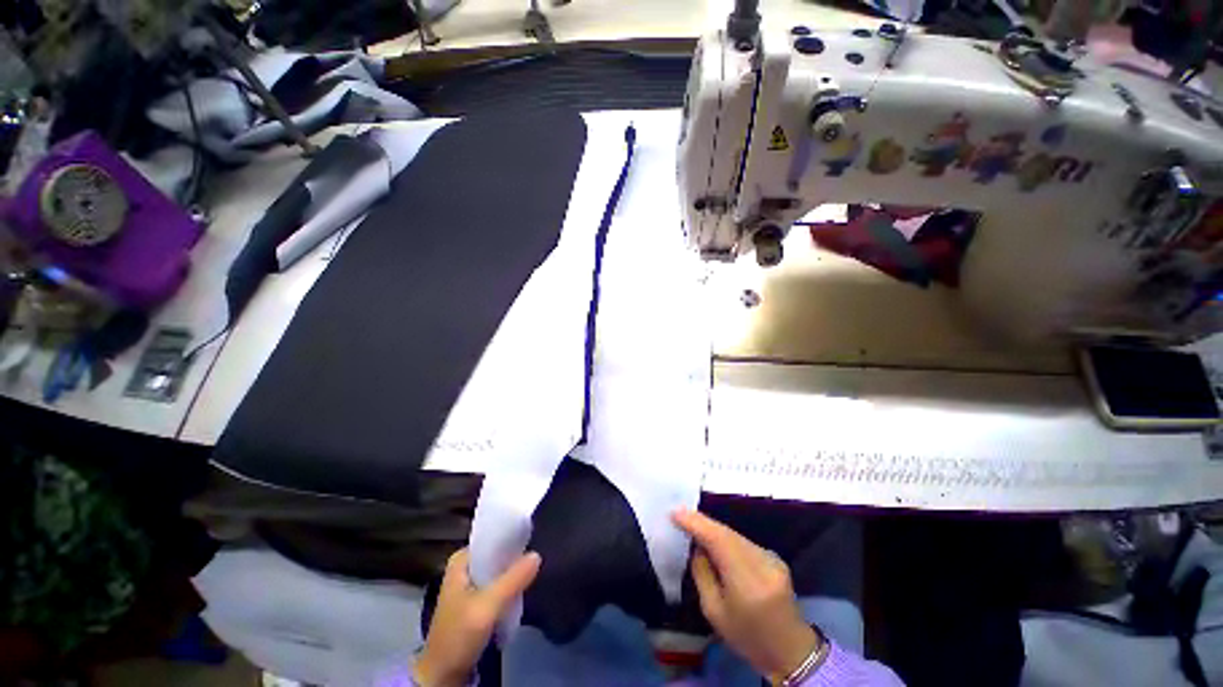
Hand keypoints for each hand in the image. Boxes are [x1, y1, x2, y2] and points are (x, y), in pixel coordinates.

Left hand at [415, 548, 541, 686]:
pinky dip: (510, 586)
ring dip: (514, 572)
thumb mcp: (487, 606)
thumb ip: (513, 580)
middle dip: (515, 556)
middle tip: (538, 555)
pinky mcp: (477, 600)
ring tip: (534, 569)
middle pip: (497, 553)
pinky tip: (523, 587)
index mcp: (461, 560)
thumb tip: (538, 554)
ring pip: (500, 569)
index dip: (513, 537)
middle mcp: (465, 567)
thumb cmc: (458, 635)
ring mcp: (470, 584)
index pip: (493, 538)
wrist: (442, 675)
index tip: (533, 537)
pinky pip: (499, 584)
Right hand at [672, 509, 822, 681]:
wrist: (790, 650)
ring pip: (735, 534)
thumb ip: (703, 574)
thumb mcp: (714, 612)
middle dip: (702, 522)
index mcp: (747, 582)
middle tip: (680, 515)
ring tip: (693, 525)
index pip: (718, 541)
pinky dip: (727, 538)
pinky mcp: (775, 558)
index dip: (696, 523)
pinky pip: (744, 541)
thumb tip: (696, 546)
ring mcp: (772, 558)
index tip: (675, 513)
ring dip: (714, 529)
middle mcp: (762, 563)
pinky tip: (715, 540)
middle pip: (727, 533)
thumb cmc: (747, 637)